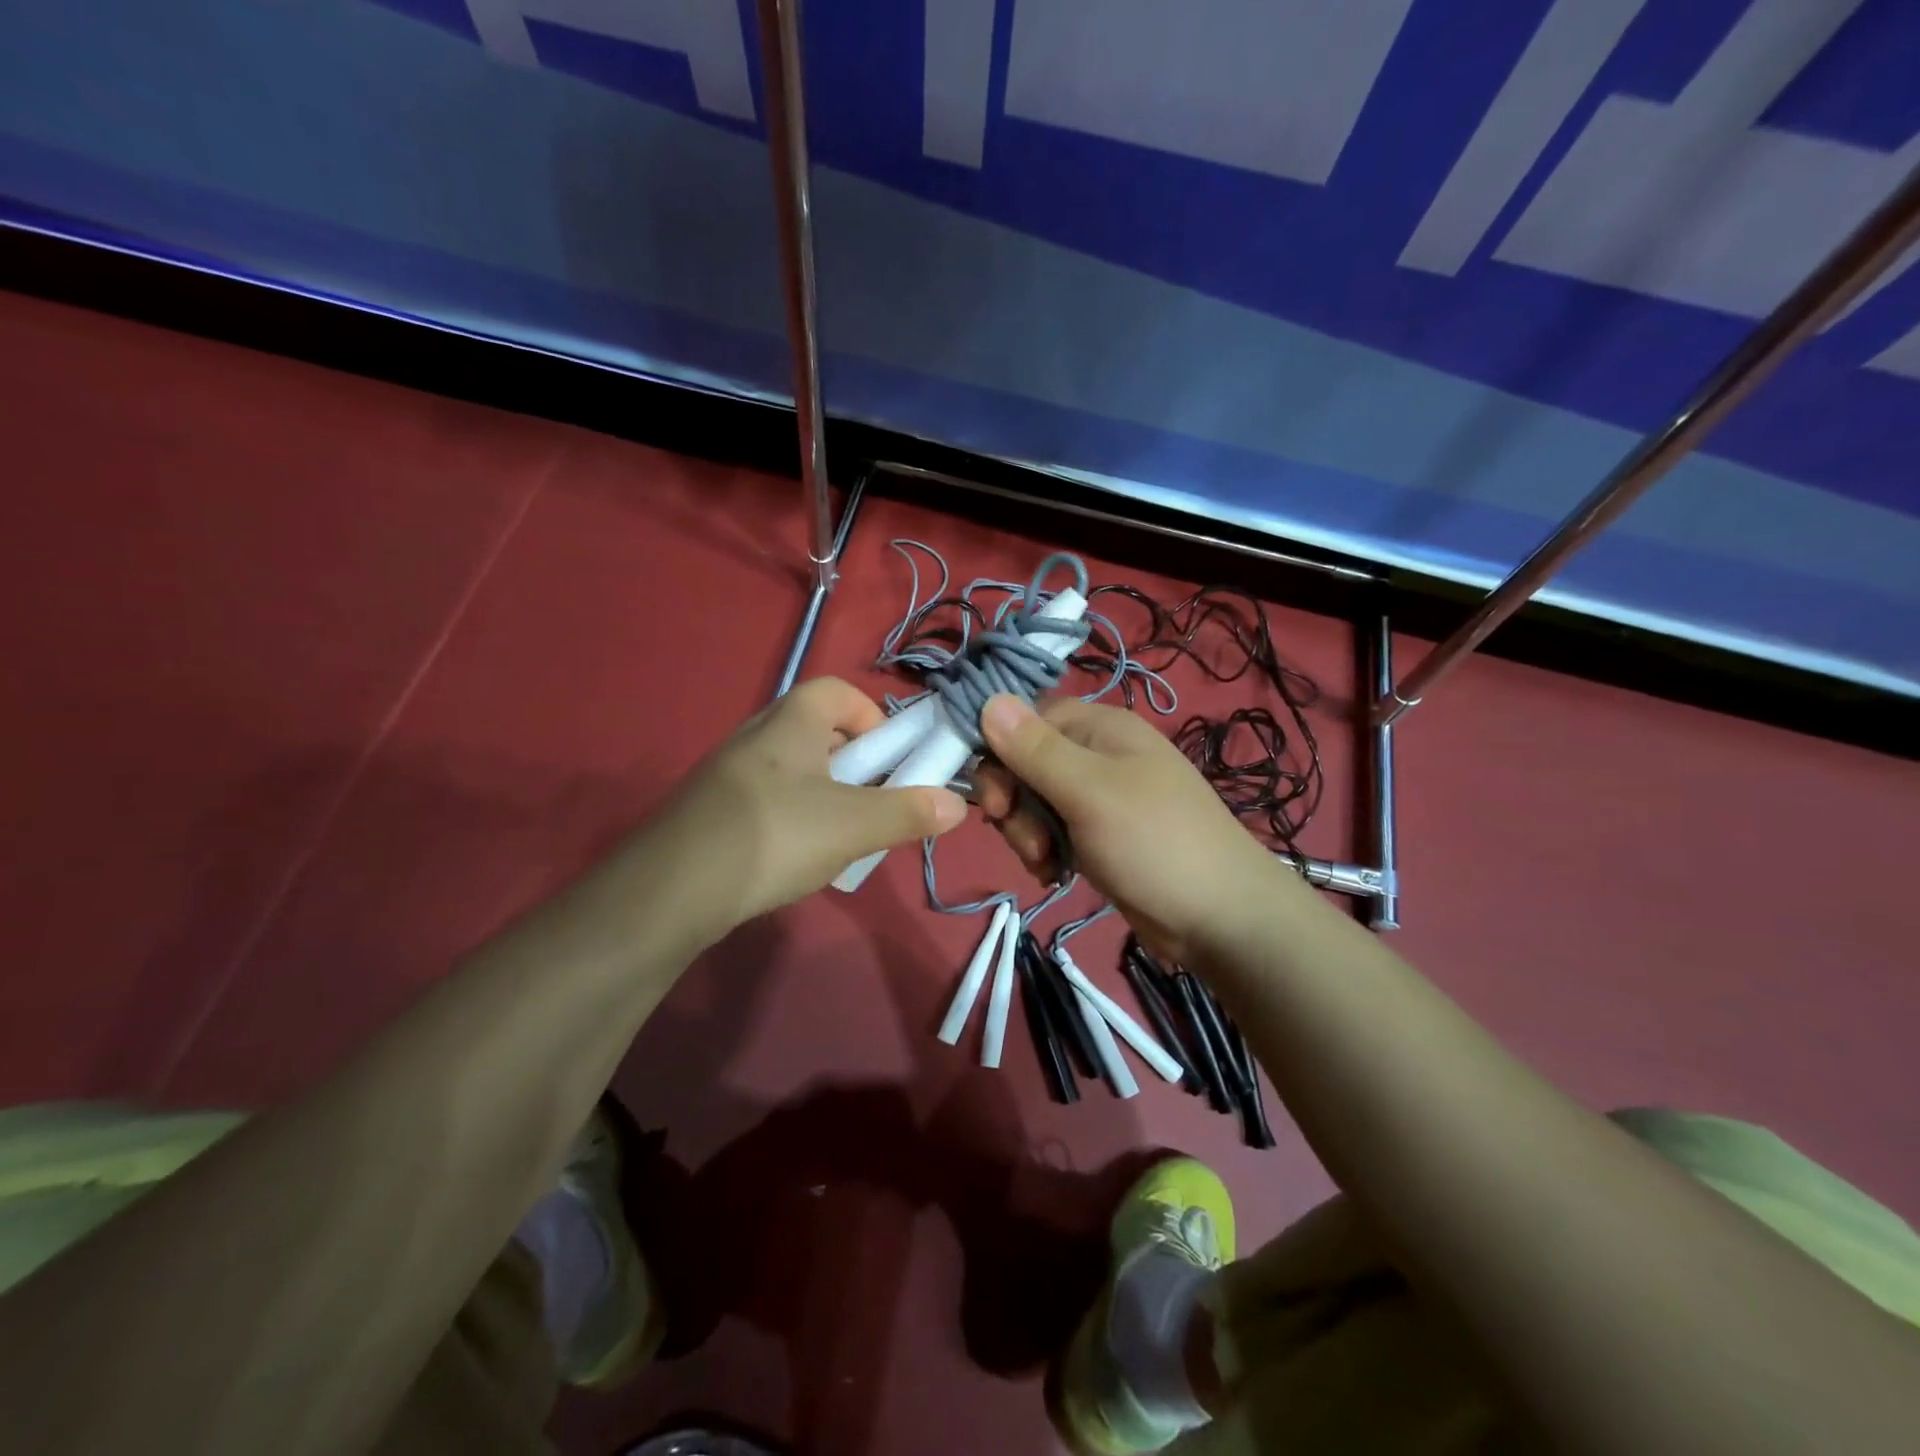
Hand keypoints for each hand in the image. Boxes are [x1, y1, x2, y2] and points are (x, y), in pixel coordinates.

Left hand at [658, 678, 965, 933]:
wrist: (669, 890)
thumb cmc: (774, 836)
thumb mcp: (854, 826)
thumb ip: (909, 812)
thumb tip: (958, 803)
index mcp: (791, 720)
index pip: (839, 691)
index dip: (873, 717)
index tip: (890, 760)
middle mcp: (757, 734)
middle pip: (818, 731)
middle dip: (854, 764)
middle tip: (870, 803)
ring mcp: (728, 773)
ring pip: (793, 770)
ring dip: (825, 795)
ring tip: (838, 839)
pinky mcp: (711, 810)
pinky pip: (767, 799)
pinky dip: (792, 818)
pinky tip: (794, 859)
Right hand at [973, 694, 1299, 965]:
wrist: (1220, 918)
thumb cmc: (1154, 844)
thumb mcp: (1090, 792)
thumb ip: (1036, 750)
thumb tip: (988, 699)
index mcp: (1100, 727)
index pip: (1025, 721)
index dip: (1000, 756)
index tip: (995, 801)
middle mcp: (1098, 754)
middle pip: (1025, 764)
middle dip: (1014, 805)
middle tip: (1028, 841)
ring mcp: (1100, 796)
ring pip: (1034, 801)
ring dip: (1028, 833)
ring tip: (1047, 863)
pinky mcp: (1099, 834)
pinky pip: (1053, 830)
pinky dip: (1046, 851)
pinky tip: (1056, 874)